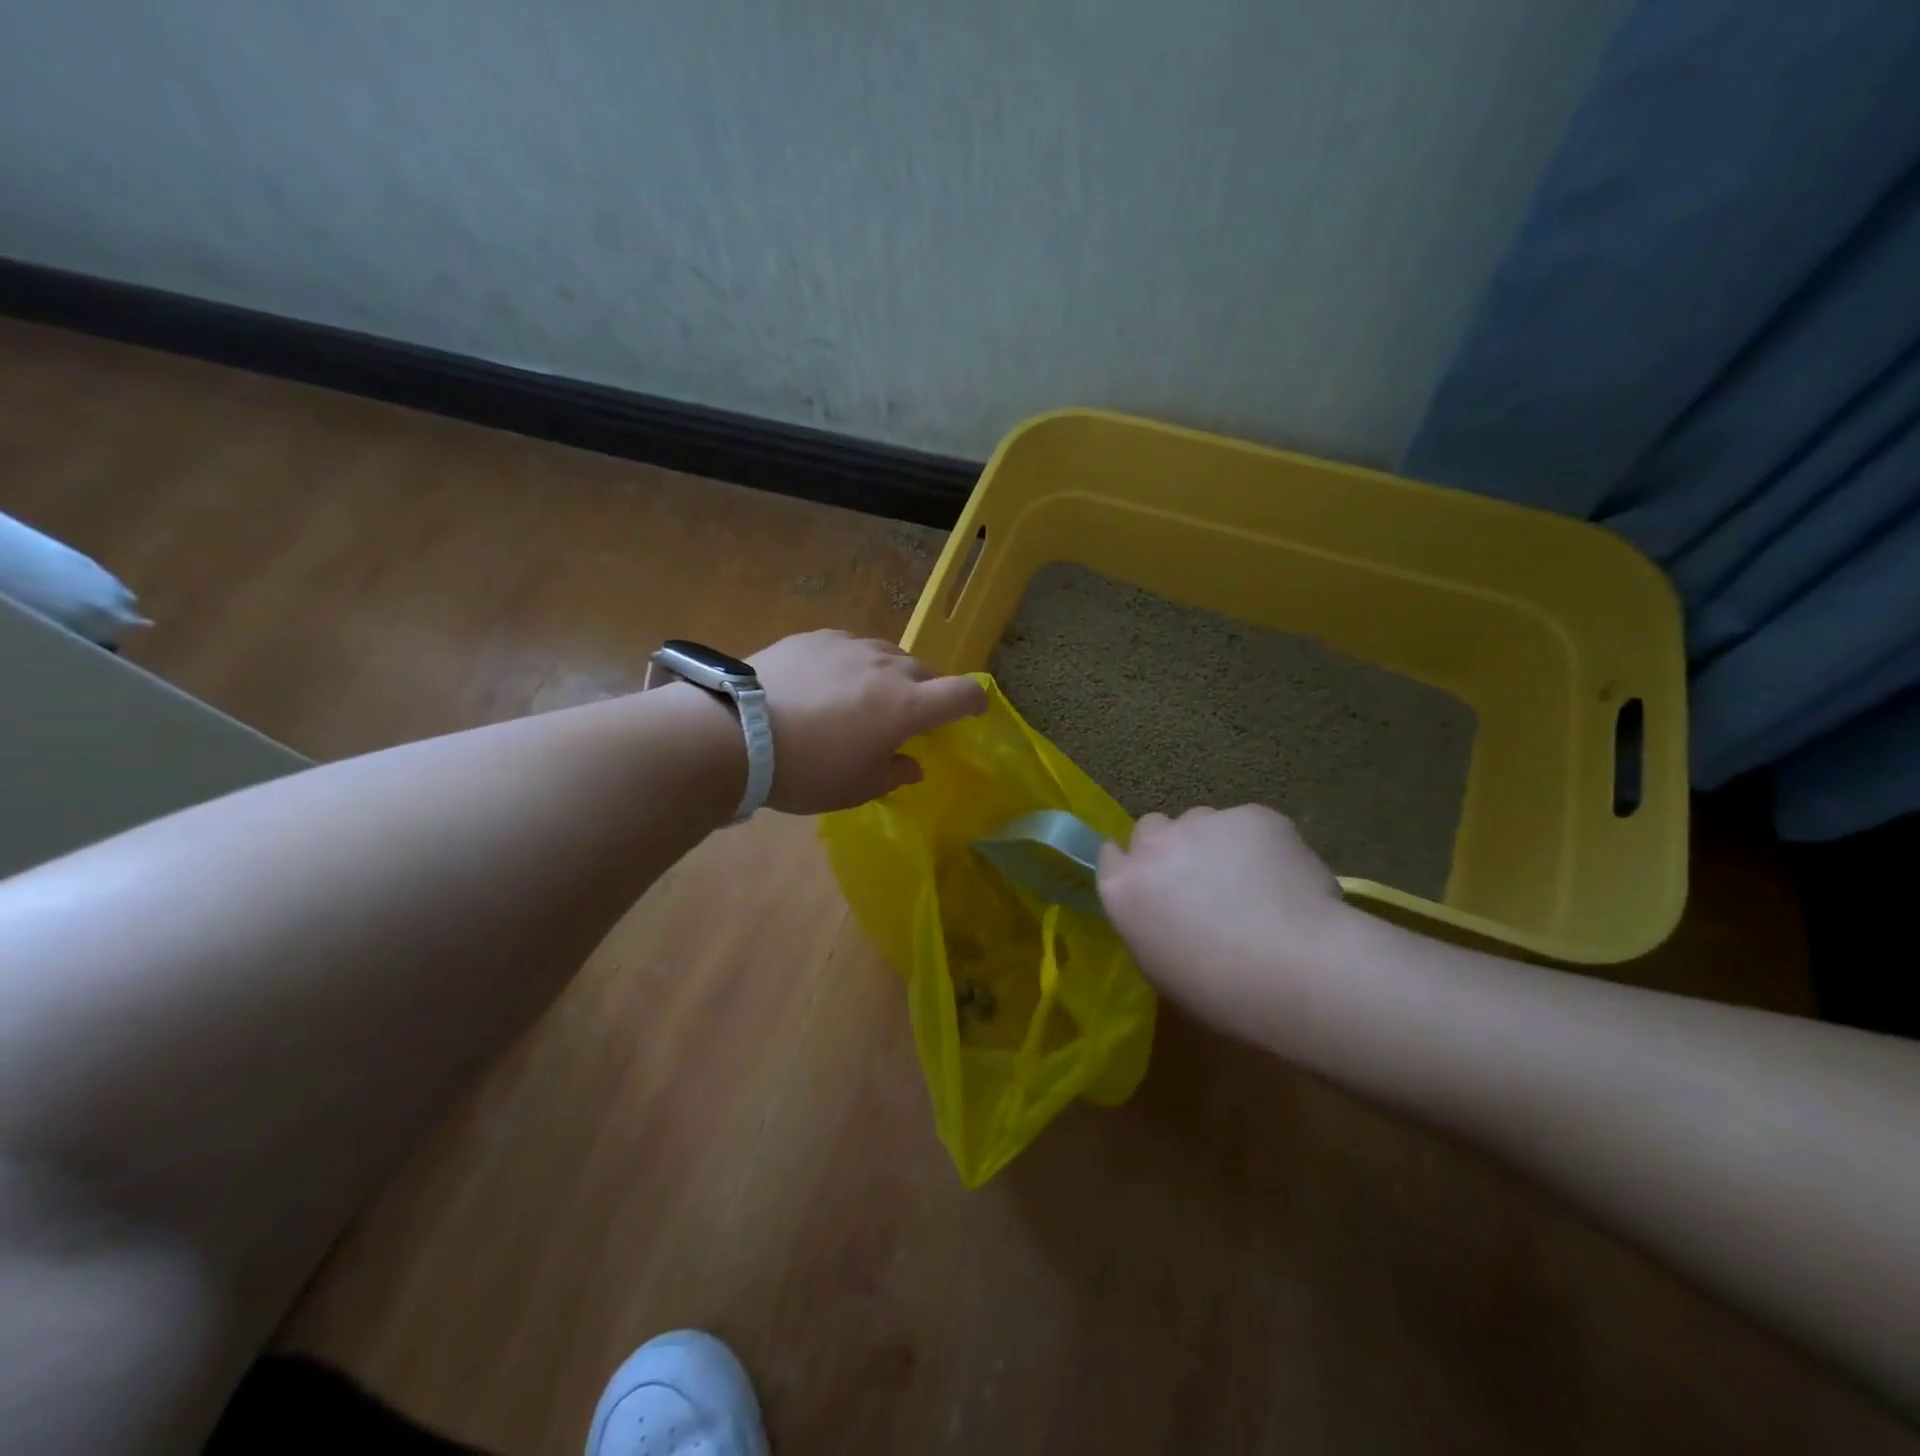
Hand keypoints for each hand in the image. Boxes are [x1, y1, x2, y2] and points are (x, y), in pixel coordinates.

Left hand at [749, 630, 987, 814]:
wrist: (738, 732)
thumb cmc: (808, 770)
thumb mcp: (857, 788)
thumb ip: (894, 773)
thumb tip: (912, 764)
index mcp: (908, 706)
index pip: (963, 693)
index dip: (974, 702)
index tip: (970, 712)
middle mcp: (888, 667)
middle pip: (925, 671)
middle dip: (925, 692)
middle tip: (904, 716)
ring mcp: (851, 646)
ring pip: (887, 654)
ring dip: (888, 675)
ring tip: (863, 697)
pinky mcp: (817, 637)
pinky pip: (850, 646)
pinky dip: (852, 663)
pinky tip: (828, 681)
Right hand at [1097, 805, 1353, 1033]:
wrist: (1290, 968)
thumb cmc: (1218, 990)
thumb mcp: (1160, 967)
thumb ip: (1152, 924)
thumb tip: (1169, 913)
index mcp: (1123, 889)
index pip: (1111, 857)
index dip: (1134, 867)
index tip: (1154, 883)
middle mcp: (1153, 847)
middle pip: (1152, 828)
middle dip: (1172, 847)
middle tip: (1203, 881)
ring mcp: (1201, 824)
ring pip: (1202, 820)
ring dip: (1216, 842)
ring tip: (1253, 880)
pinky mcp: (1250, 816)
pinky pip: (1251, 824)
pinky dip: (1264, 845)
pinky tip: (1287, 880)